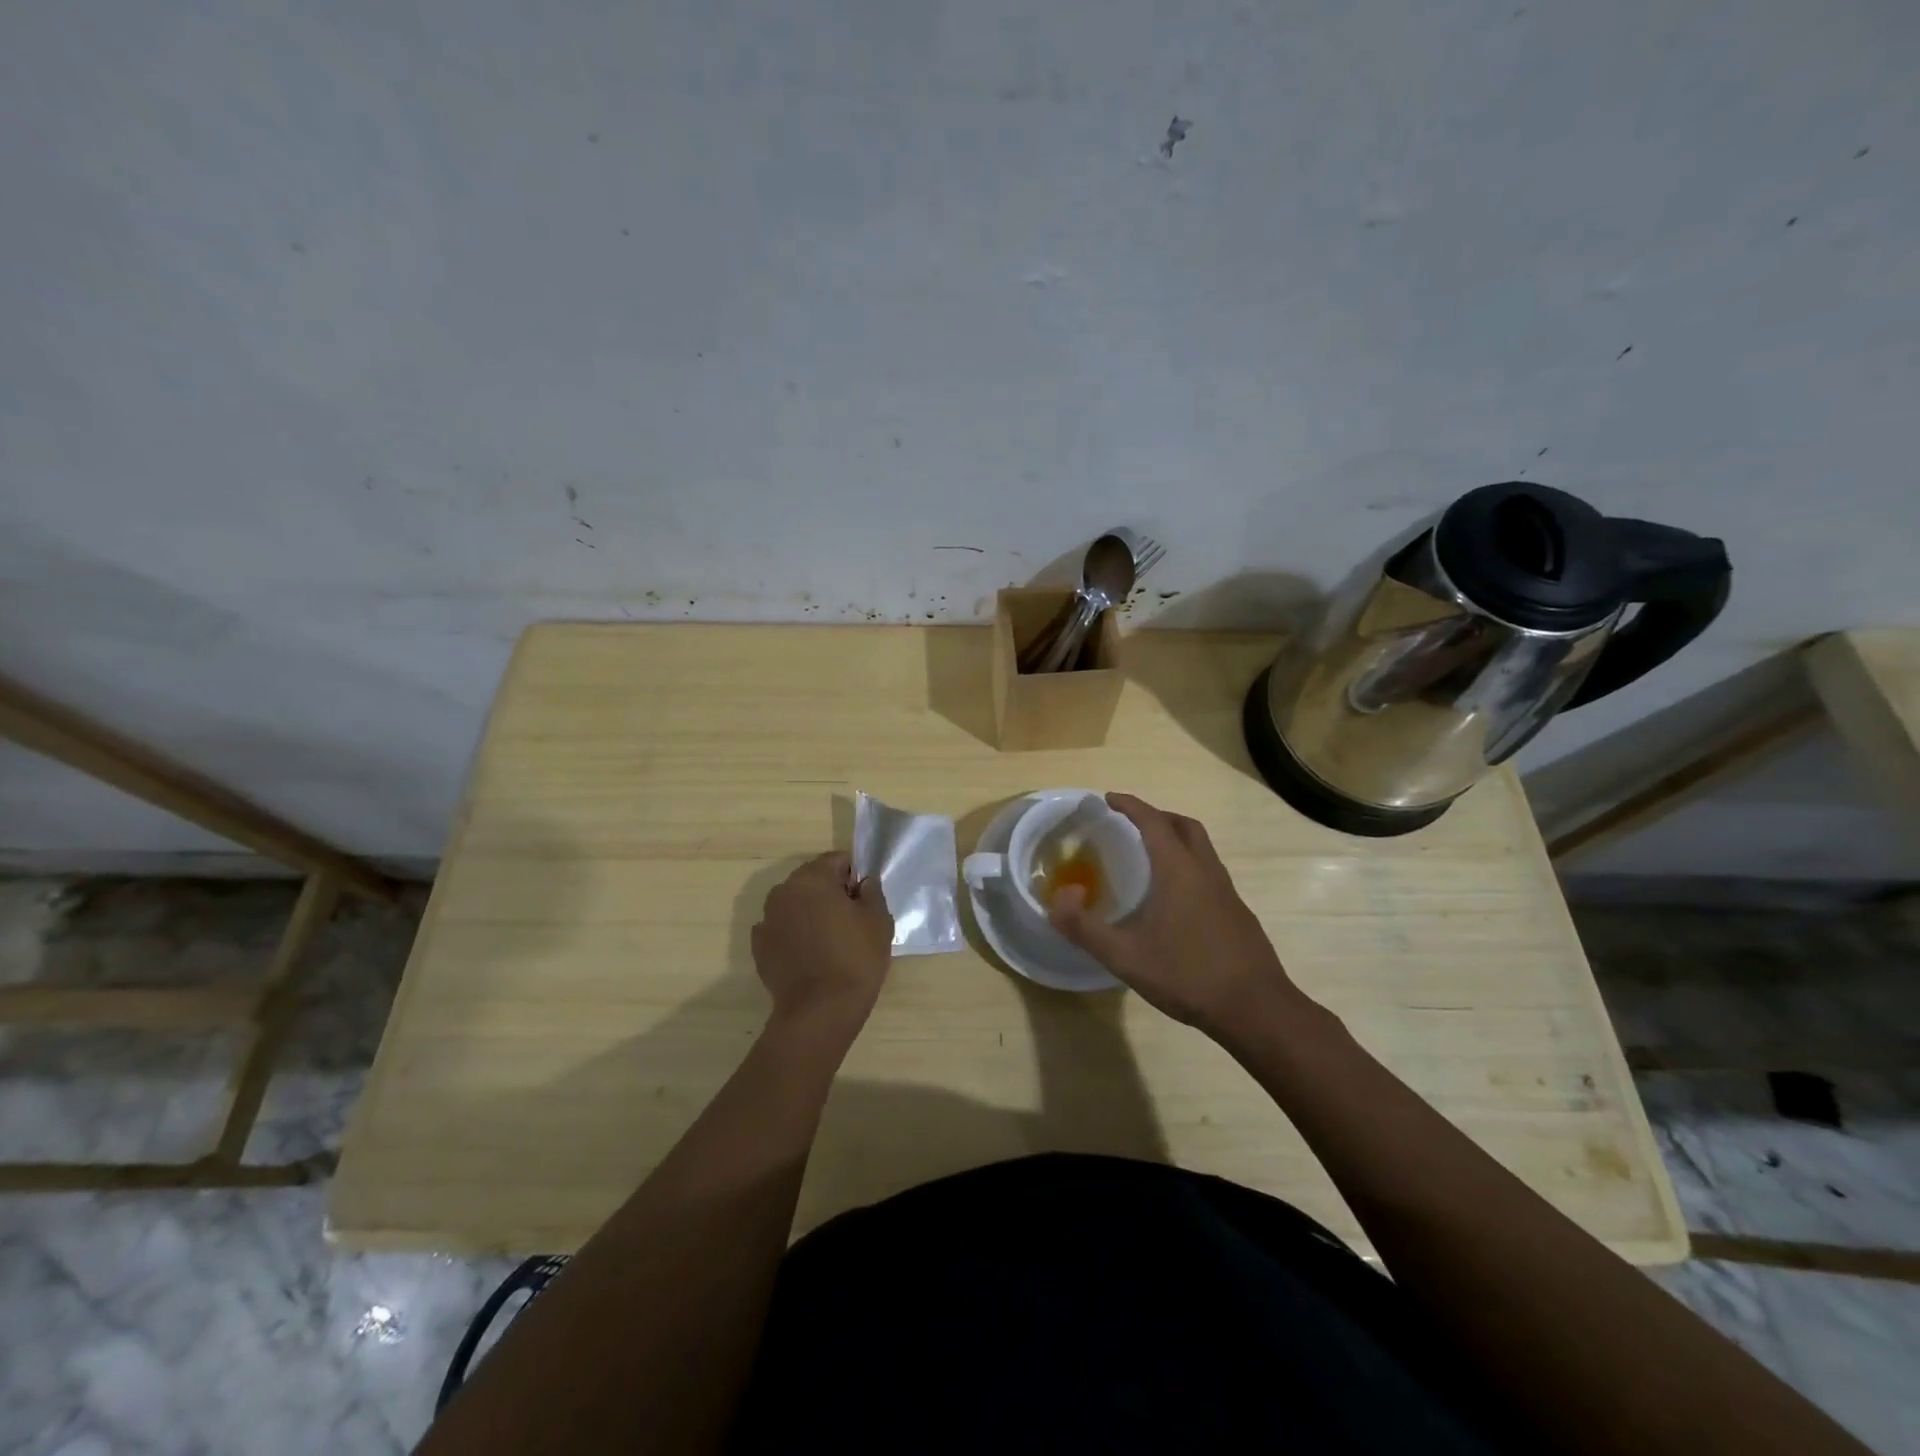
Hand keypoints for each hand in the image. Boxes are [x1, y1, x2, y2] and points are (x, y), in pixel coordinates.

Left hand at [751, 853, 893, 1034]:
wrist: (819, 1012)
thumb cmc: (855, 959)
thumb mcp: (878, 921)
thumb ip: (872, 892)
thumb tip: (863, 883)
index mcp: (812, 878)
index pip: (837, 860)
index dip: (855, 874)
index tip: (866, 896)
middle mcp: (783, 892)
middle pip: (812, 879)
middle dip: (831, 891)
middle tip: (852, 918)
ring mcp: (766, 920)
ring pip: (795, 904)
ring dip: (811, 912)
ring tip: (831, 938)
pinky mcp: (760, 947)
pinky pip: (782, 929)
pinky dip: (795, 934)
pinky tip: (811, 954)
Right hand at [1049, 794, 1305, 1035]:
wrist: (1256, 1009)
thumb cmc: (1188, 975)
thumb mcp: (1125, 956)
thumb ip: (1084, 927)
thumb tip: (1058, 898)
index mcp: (1179, 870)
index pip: (1153, 822)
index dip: (1130, 805)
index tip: (1108, 798)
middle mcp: (1206, 871)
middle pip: (1184, 826)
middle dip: (1156, 816)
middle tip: (1131, 823)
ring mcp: (1227, 892)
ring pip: (1201, 849)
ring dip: (1176, 840)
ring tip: (1150, 857)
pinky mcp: (1237, 913)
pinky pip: (1209, 873)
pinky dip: (1188, 866)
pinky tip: (1174, 899)